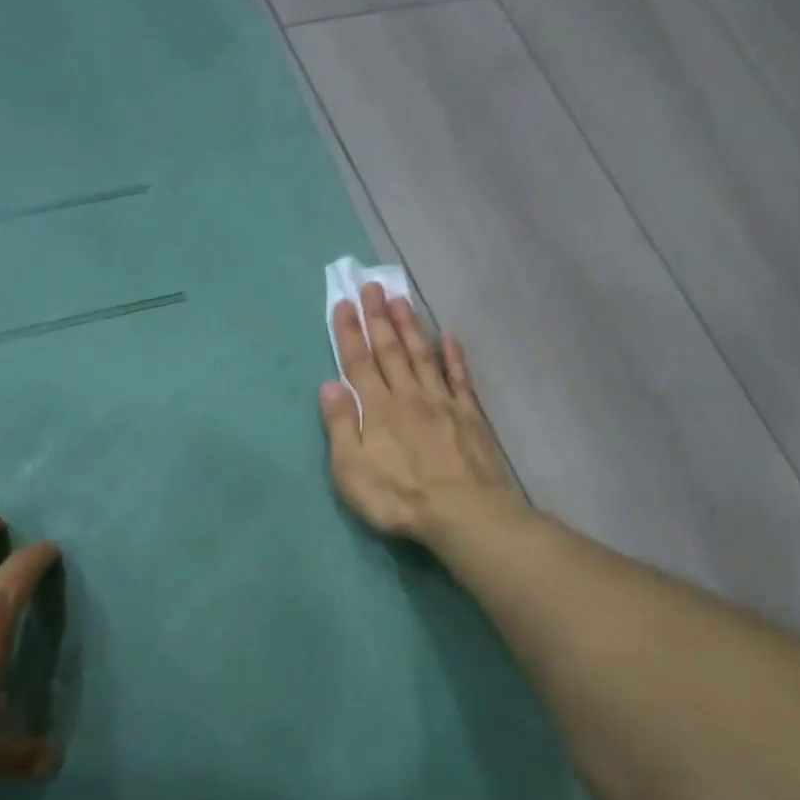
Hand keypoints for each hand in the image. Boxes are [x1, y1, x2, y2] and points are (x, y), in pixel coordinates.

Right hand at [319, 284, 518, 541]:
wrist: (464, 512)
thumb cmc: (399, 497)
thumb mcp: (352, 470)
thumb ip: (341, 425)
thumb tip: (329, 385)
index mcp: (378, 409)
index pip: (358, 363)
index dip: (349, 333)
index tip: (343, 303)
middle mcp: (409, 396)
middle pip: (390, 351)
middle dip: (378, 318)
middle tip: (371, 286)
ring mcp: (443, 403)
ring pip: (423, 356)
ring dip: (410, 327)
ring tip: (401, 299)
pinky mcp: (470, 416)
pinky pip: (459, 378)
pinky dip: (453, 355)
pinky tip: (448, 336)